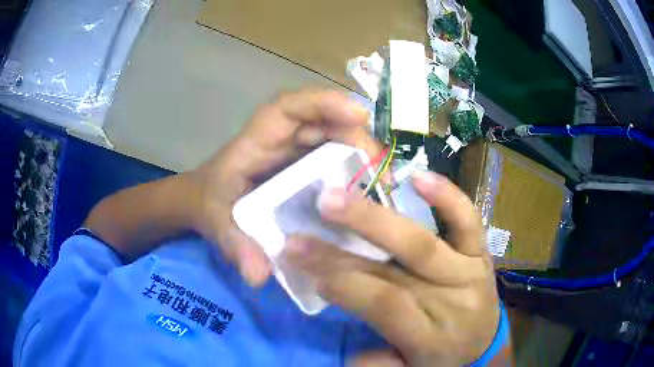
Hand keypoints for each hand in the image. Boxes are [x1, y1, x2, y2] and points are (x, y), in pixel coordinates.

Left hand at [187, 89, 380, 286]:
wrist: (208, 202)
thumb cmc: (211, 201)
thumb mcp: (217, 223)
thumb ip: (234, 244)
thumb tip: (258, 275)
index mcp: (259, 139)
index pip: (290, 108)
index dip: (325, 103)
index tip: (359, 116)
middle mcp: (283, 138)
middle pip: (326, 122)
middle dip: (358, 139)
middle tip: (380, 172)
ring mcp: (299, 150)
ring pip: (337, 139)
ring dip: (364, 156)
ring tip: (383, 186)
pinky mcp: (308, 166)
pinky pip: (337, 160)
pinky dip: (357, 173)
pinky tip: (369, 196)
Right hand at [284, 171, 499, 365]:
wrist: (485, 342)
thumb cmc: (442, 357)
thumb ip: (379, 362)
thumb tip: (348, 347)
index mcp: (430, 337)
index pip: (384, 304)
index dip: (345, 284)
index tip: (303, 267)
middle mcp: (450, 300)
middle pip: (395, 271)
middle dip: (341, 251)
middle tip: (299, 231)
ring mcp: (468, 271)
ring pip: (421, 243)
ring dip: (374, 219)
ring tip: (334, 198)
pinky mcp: (480, 253)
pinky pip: (468, 221)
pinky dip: (448, 197)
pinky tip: (419, 177)